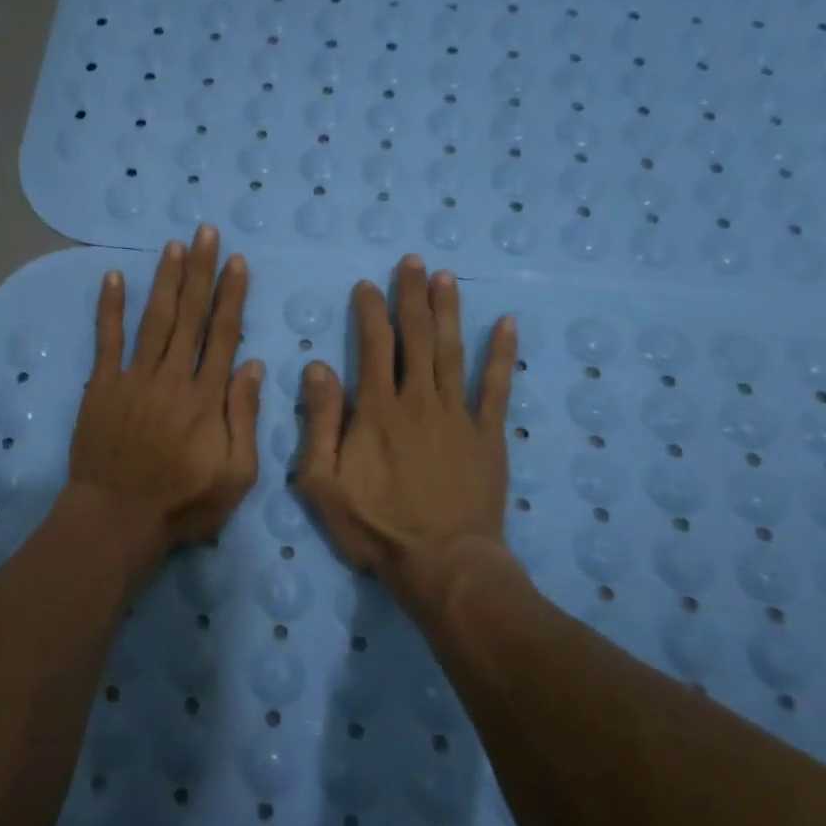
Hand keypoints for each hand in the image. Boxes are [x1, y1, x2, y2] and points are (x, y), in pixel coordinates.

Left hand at [66, 226, 264, 569]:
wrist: (116, 518)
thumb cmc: (182, 503)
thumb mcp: (236, 474)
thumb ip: (244, 417)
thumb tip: (250, 364)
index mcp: (207, 397)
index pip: (222, 334)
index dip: (231, 296)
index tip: (237, 262)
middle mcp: (172, 377)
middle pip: (190, 315)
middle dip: (201, 271)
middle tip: (206, 232)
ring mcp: (134, 378)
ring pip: (154, 319)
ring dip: (165, 280)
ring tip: (174, 246)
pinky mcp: (102, 386)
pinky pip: (106, 340)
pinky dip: (109, 308)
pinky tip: (114, 277)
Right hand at [297, 255, 517, 604]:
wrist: (443, 563)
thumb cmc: (377, 526)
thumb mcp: (324, 481)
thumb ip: (320, 422)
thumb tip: (318, 367)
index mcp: (377, 409)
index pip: (373, 345)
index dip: (369, 311)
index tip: (366, 285)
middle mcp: (419, 399)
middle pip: (416, 337)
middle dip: (411, 296)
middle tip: (412, 262)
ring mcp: (458, 414)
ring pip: (452, 351)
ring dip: (448, 311)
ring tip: (446, 277)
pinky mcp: (488, 434)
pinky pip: (496, 386)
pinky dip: (501, 354)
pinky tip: (506, 324)